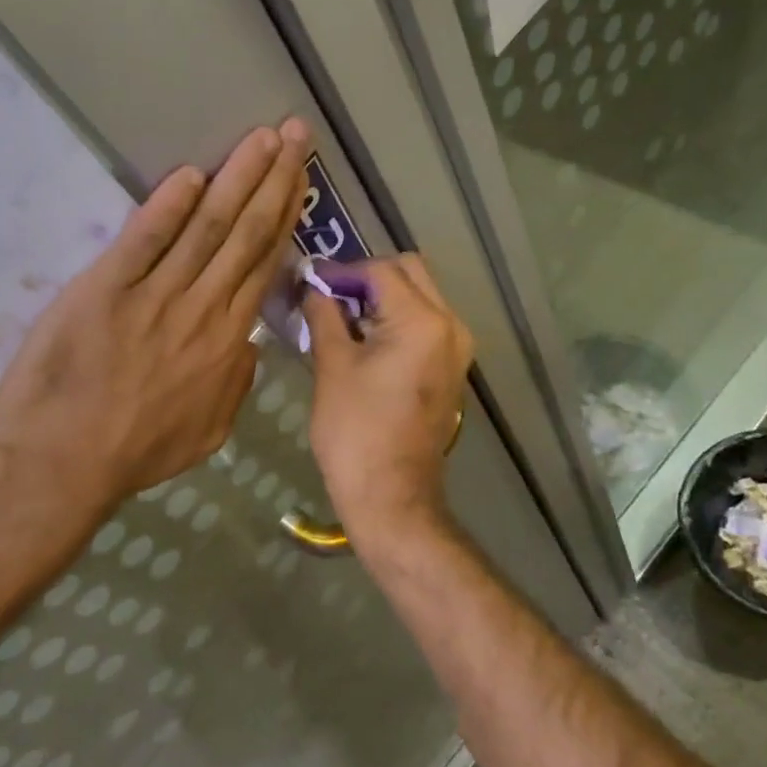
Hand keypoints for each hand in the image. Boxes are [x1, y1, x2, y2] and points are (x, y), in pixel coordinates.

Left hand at [0, 119, 309, 522]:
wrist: (61, 465)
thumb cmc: (135, 452)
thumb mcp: (207, 433)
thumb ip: (236, 385)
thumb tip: (250, 344)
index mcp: (227, 342)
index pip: (264, 264)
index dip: (286, 216)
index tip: (301, 178)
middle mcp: (201, 309)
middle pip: (246, 234)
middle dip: (274, 179)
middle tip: (294, 134)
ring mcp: (153, 296)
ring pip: (206, 227)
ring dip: (236, 179)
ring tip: (261, 139)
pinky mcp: (104, 289)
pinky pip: (144, 240)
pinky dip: (167, 206)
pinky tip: (190, 174)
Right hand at [305, 255, 474, 538]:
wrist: (391, 496)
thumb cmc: (355, 430)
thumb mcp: (332, 365)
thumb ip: (324, 314)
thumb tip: (313, 287)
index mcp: (423, 321)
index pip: (381, 270)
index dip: (343, 272)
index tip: (310, 282)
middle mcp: (451, 325)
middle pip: (410, 273)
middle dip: (368, 277)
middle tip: (329, 294)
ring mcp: (457, 348)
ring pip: (421, 296)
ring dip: (383, 296)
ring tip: (341, 315)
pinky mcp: (452, 368)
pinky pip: (426, 323)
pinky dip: (397, 318)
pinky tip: (364, 337)